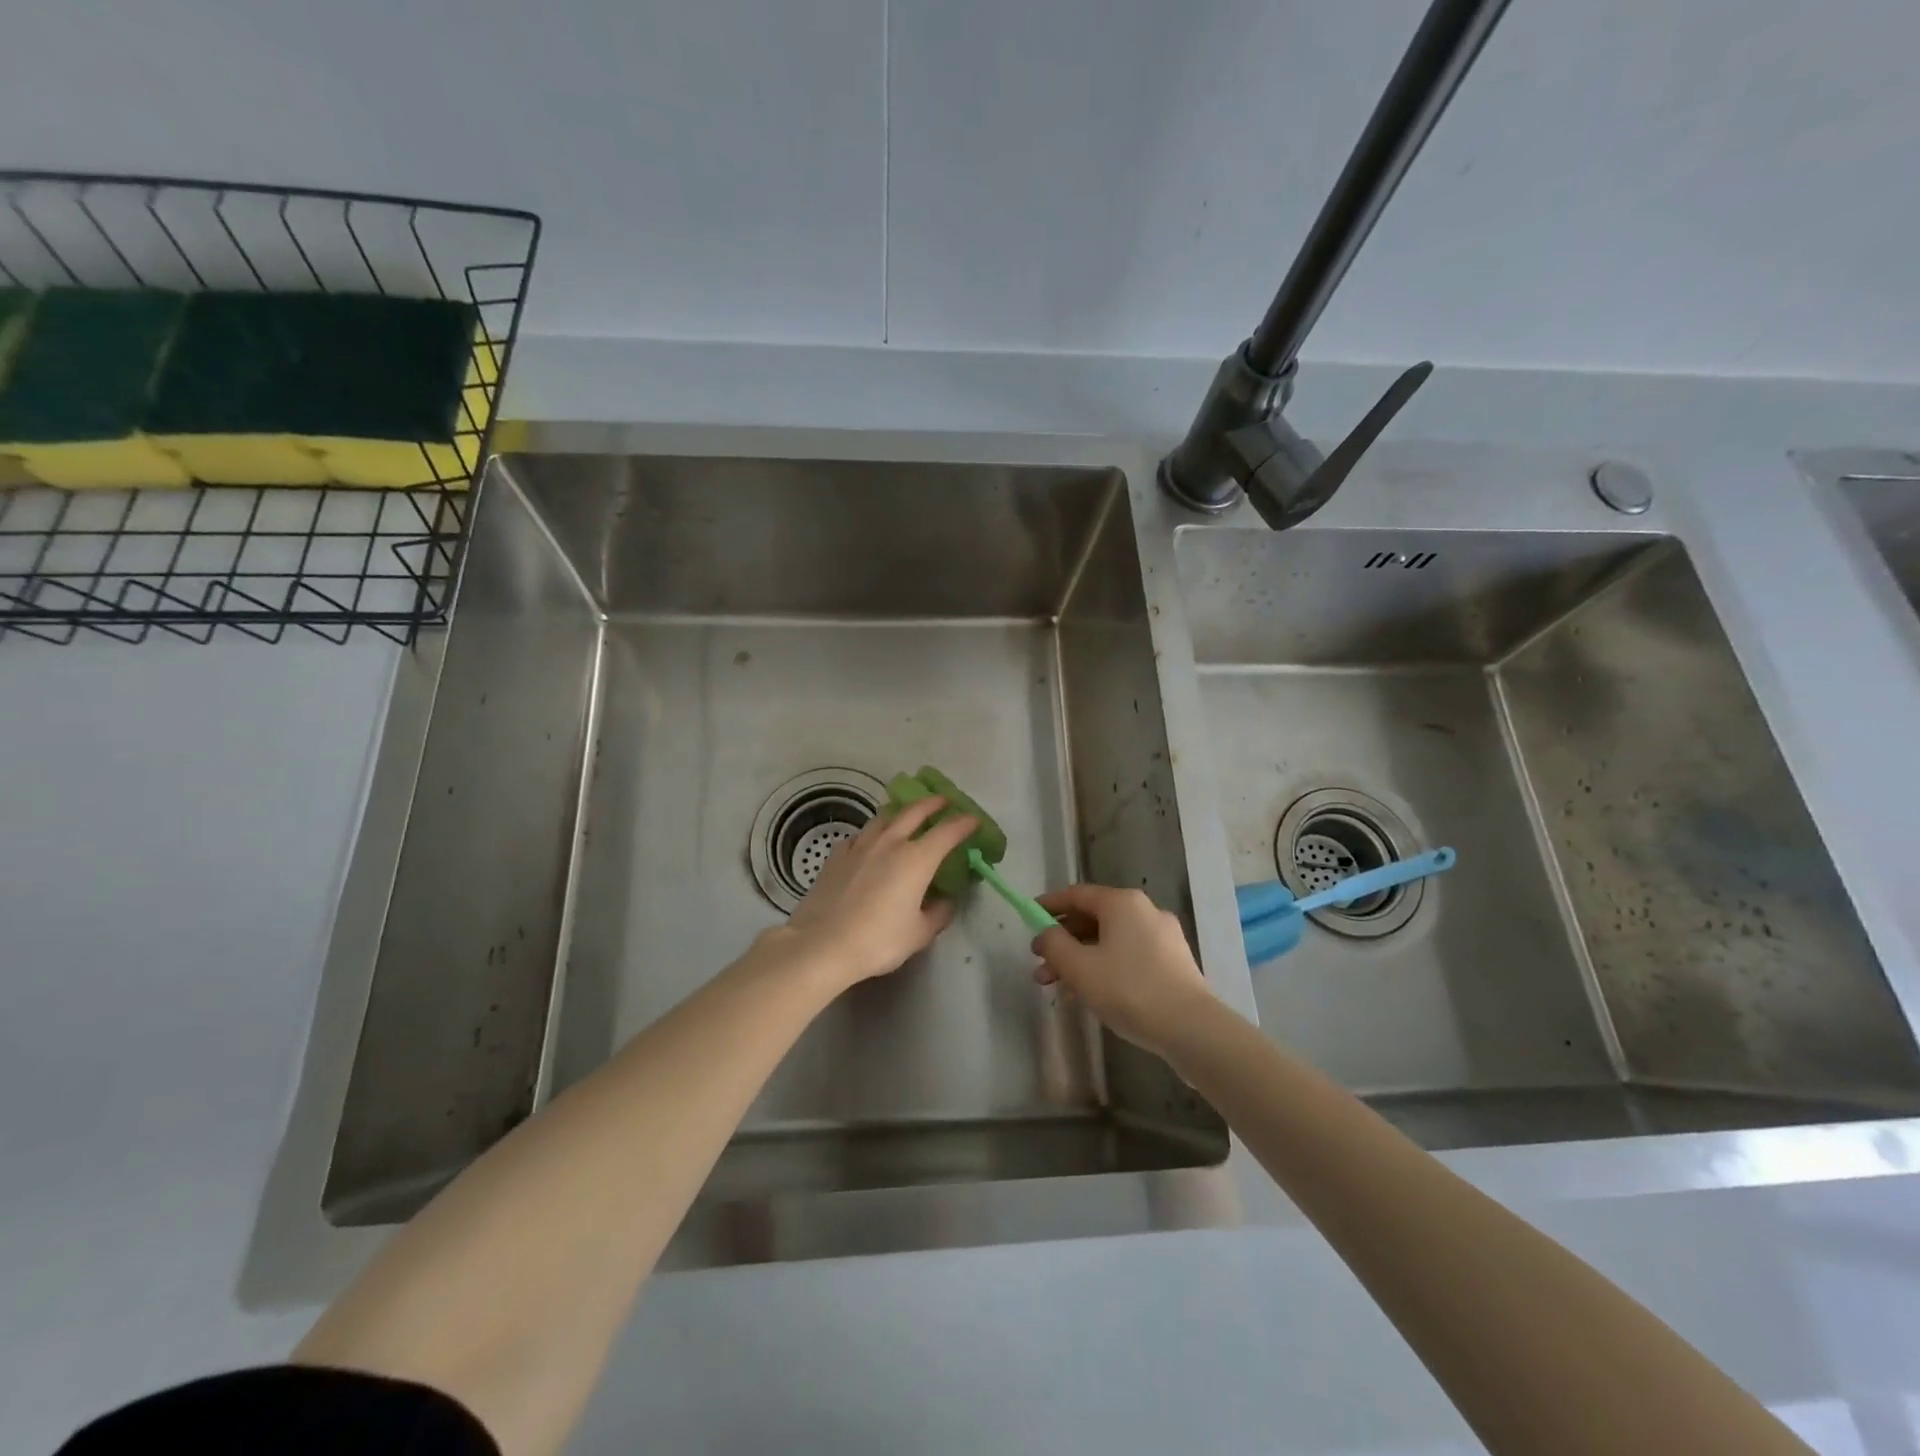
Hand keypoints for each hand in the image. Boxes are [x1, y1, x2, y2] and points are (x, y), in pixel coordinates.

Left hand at [780, 796, 978, 988]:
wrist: (822, 944)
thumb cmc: (878, 940)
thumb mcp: (919, 934)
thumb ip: (938, 914)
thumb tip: (946, 901)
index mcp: (917, 859)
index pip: (948, 831)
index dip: (964, 823)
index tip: (974, 821)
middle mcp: (890, 843)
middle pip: (914, 811)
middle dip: (933, 803)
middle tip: (944, 801)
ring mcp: (860, 846)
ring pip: (884, 818)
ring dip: (900, 813)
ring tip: (905, 817)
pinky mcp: (837, 856)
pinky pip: (859, 836)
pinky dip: (870, 834)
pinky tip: (869, 843)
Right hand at [1032, 885, 1214, 1059]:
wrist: (1191, 1028)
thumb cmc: (1128, 989)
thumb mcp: (1079, 967)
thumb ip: (1054, 944)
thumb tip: (1045, 934)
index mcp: (1122, 902)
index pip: (1077, 894)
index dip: (1049, 905)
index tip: (1028, 917)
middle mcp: (1145, 910)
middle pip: (1093, 919)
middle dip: (1063, 942)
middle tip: (1040, 966)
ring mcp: (1163, 936)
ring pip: (1110, 940)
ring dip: (1081, 959)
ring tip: (1059, 988)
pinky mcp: (1173, 962)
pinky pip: (1128, 955)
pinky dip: (1104, 967)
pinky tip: (1090, 994)